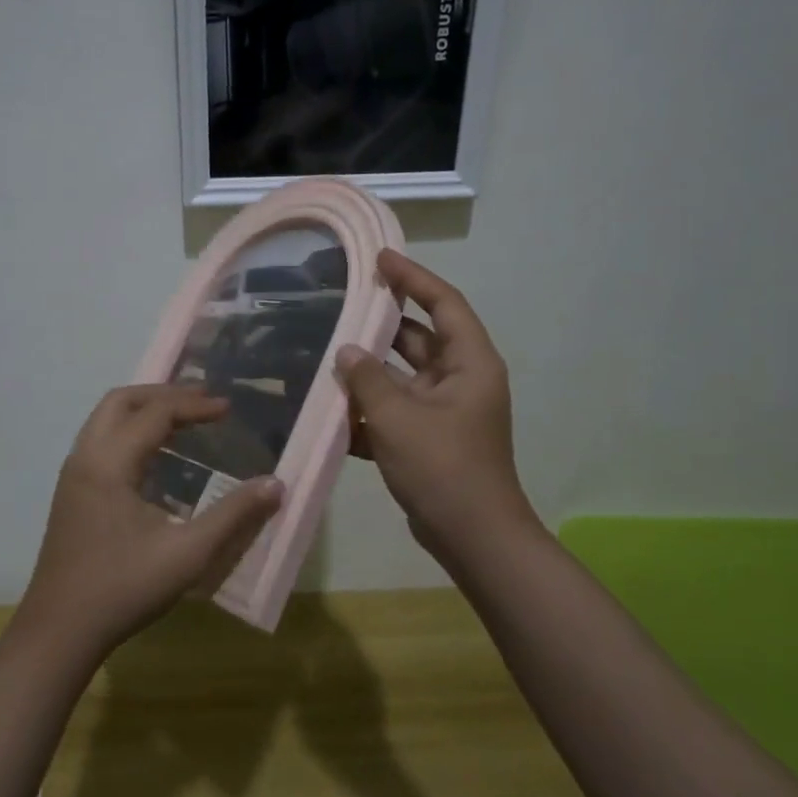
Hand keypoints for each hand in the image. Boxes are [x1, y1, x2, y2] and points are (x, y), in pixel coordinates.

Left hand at [15, 384, 283, 662]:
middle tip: (202, 401)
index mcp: (109, 463)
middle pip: (122, 401)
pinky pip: (101, 441)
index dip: (195, 406)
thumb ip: (233, 515)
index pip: (155, 413)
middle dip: (164, 394)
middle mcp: (85, 457)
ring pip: (106, 419)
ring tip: (184, 420)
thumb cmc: (123, 589)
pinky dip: (130, 432)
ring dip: (144, 411)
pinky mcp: (71, 492)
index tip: (229, 409)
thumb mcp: (187, 554)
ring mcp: (73, 474)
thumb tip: (275, 484)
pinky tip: (156, 458)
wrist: (59, 631)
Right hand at [337, 251, 538, 570]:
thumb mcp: (399, 418)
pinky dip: (370, 409)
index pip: (444, 303)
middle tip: (340, 305)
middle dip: (381, 325)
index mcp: (469, 363)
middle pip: (419, 338)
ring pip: (401, 377)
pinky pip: (396, 410)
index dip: (413, 278)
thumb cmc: (443, 468)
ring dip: (369, 371)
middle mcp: (460, 380)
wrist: (472, 538)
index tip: (379, 258)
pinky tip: (332, 409)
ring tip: (325, 353)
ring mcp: (444, 411)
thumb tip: (346, 351)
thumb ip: (368, 380)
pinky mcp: (429, 438)